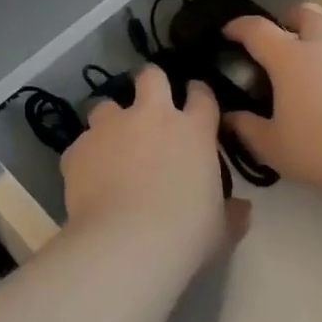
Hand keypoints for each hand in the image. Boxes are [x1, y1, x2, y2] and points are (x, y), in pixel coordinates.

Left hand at [60, 66, 247, 269]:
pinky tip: (87, 178)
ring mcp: (111, 128)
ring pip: (106, 104)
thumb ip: (232, 212)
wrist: (127, 244)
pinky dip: (85, 157)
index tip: (195, 99)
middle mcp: (152, 116)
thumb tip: (242, 208)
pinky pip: (81, 145)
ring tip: (110, 143)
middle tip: (148, 104)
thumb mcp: (221, 228)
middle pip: (151, 77)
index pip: (201, 95)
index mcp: (194, 130)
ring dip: (110, 119)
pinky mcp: (79, 148)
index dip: (198, 93)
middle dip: (150, 83)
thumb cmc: (187, 234)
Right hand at [223, 4, 321, 197]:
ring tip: (307, 65)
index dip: (238, 26)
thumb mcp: (270, 144)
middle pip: (305, 15)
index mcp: (288, 57)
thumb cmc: (316, 147)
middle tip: (277, 40)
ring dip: (316, 40)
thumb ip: (246, 127)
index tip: (228, 33)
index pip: (257, 28)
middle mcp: (320, 49)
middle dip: (288, 20)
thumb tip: (230, 117)